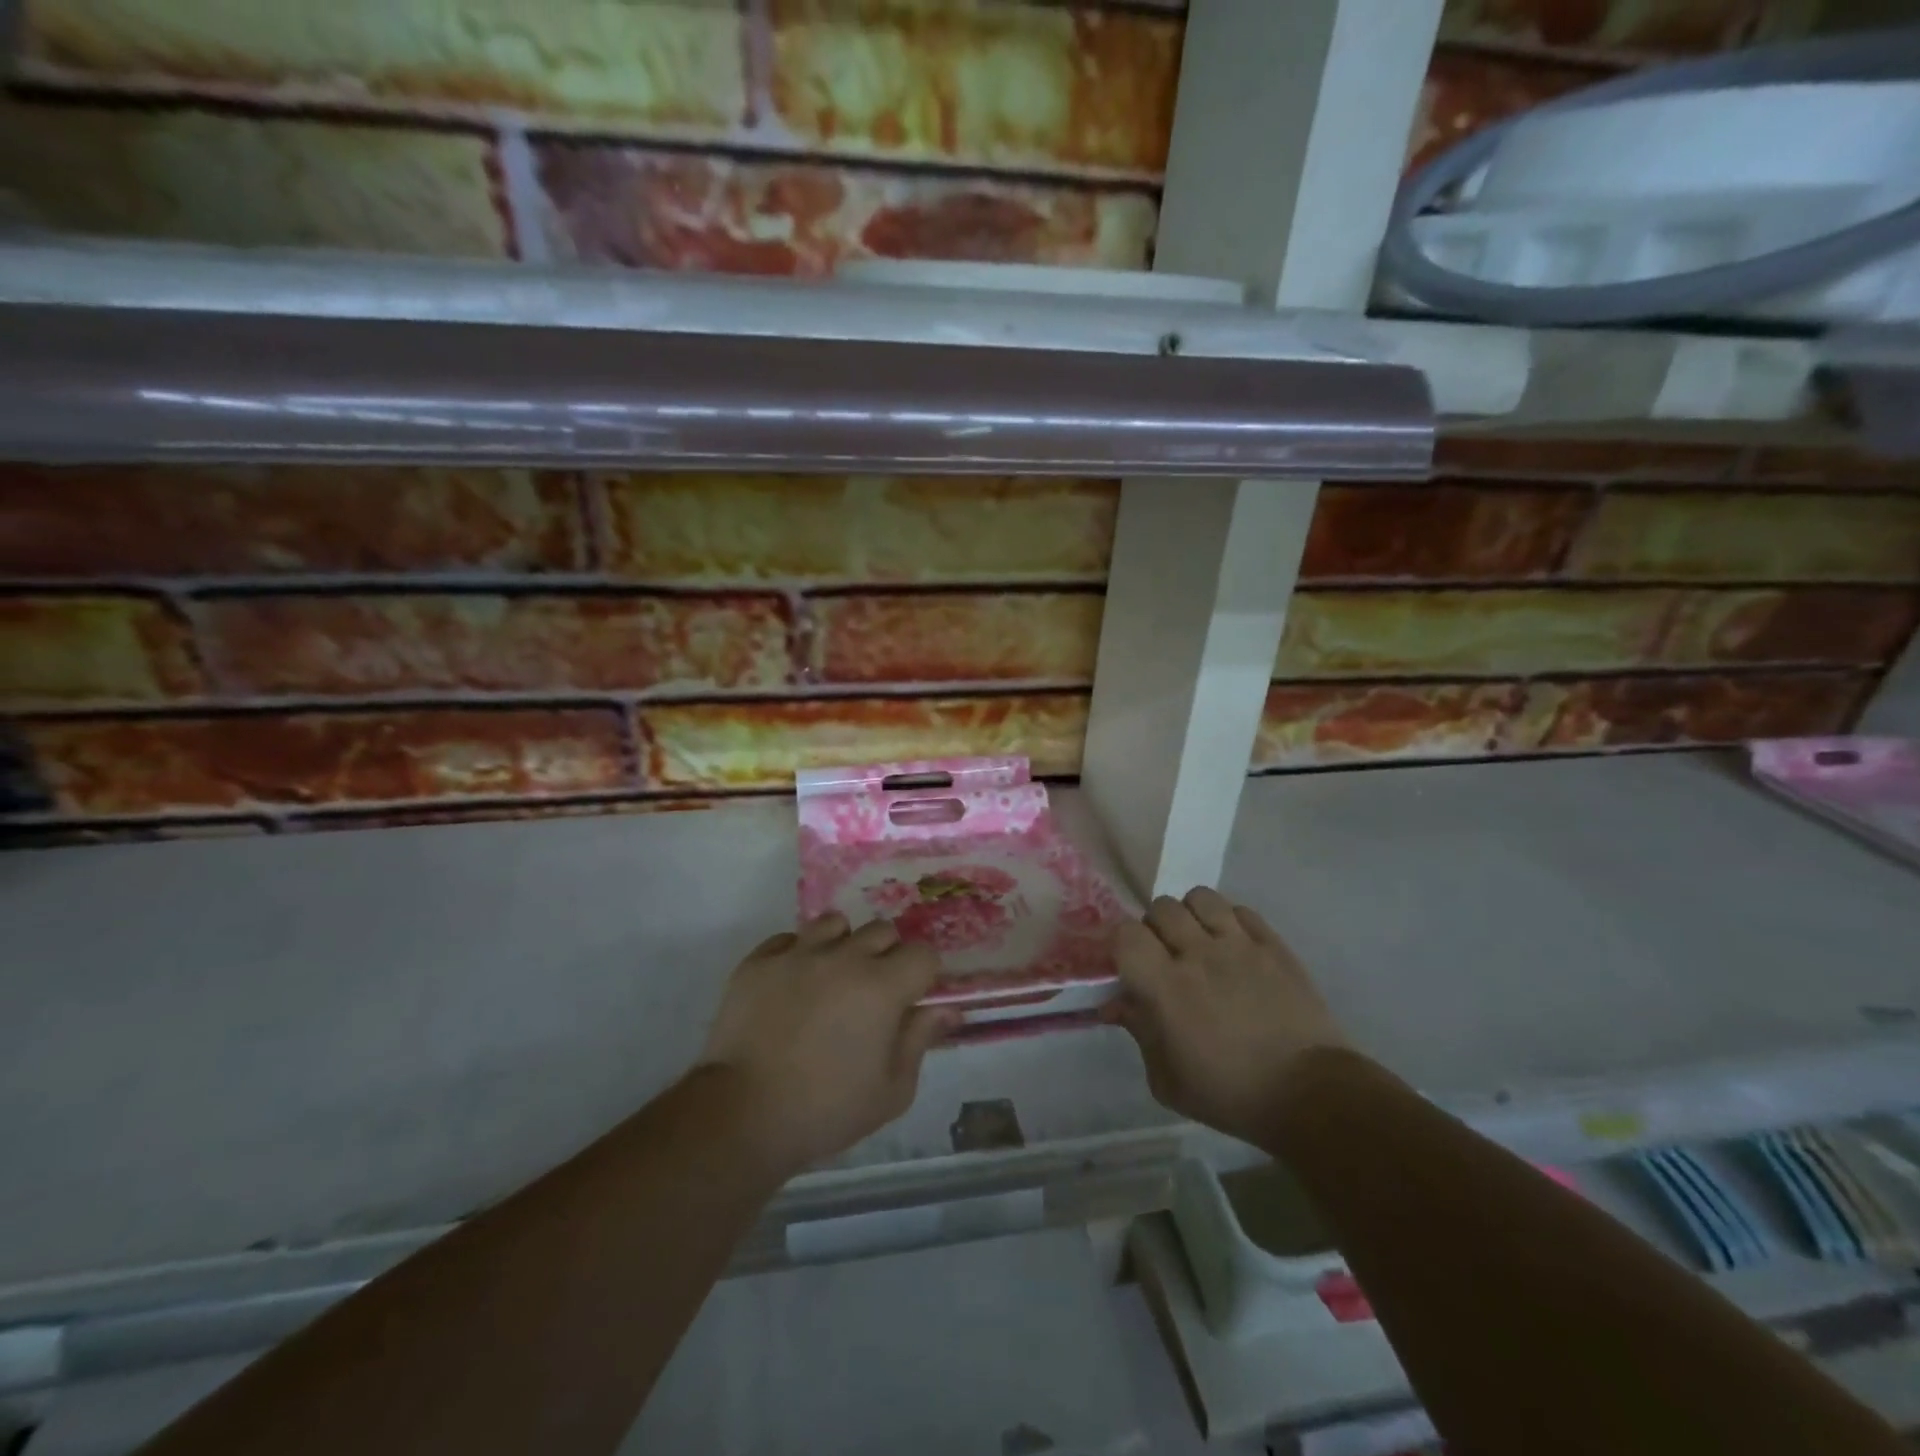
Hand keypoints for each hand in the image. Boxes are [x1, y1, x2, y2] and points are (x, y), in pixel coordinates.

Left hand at [697, 911, 955, 1174]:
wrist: (742, 1115)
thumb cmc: (826, 1110)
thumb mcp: (891, 1091)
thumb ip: (920, 1040)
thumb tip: (947, 1010)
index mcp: (882, 986)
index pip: (922, 953)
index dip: (923, 974)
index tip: (912, 998)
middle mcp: (844, 957)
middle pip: (881, 930)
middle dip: (886, 955)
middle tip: (873, 991)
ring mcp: (798, 954)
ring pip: (834, 924)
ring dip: (842, 945)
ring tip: (831, 978)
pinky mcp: (759, 961)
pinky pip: (789, 939)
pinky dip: (798, 954)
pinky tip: (792, 985)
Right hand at [1105, 887, 1350, 1145]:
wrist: (1310, 1095)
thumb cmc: (1231, 1095)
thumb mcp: (1168, 1080)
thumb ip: (1139, 1033)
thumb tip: (1116, 1005)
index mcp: (1166, 987)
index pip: (1127, 933)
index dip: (1123, 943)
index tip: (1130, 964)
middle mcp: (1198, 954)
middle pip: (1162, 908)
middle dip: (1156, 927)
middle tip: (1165, 954)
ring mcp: (1239, 945)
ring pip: (1201, 898)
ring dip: (1192, 915)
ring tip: (1199, 940)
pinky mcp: (1273, 945)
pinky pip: (1241, 910)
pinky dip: (1229, 921)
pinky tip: (1233, 945)